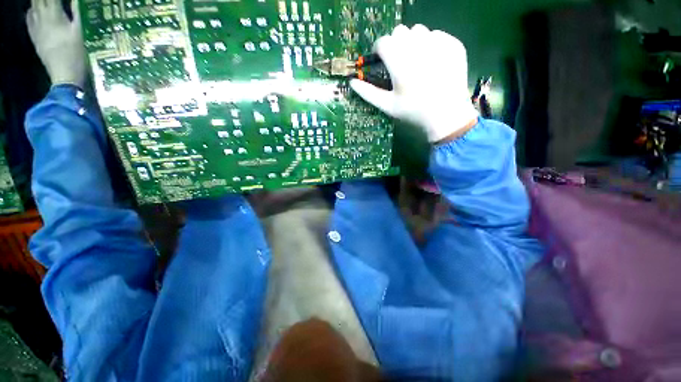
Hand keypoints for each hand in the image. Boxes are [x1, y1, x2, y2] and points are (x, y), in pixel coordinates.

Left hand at [26, 0, 86, 87]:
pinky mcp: (34, 37)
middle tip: (52, 1)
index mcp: (55, 15)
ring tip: (45, 3)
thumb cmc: (76, 54)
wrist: (64, 76)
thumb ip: (77, 13)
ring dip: (38, 2)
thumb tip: (76, 0)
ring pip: (32, 7)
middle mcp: (42, 18)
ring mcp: (36, 28)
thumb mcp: (80, 33)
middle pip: (39, 0)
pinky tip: (34, 11)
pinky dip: (31, 12)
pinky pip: (29, 19)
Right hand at [351, 25, 477, 142]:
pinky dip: (431, 44)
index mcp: (400, 63)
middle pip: (400, 32)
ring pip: (419, 31)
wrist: (447, 116)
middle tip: (398, 62)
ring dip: (412, 42)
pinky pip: (437, 35)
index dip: (379, 49)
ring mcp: (439, 44)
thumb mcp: (388, 106)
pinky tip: (433, 62)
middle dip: (395, 44)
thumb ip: (368, 93)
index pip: (383, 42)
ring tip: (415, 62)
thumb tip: (352, 82)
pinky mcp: (454, 45)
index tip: (381, 59)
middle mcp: (419, 48)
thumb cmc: (413, 112)